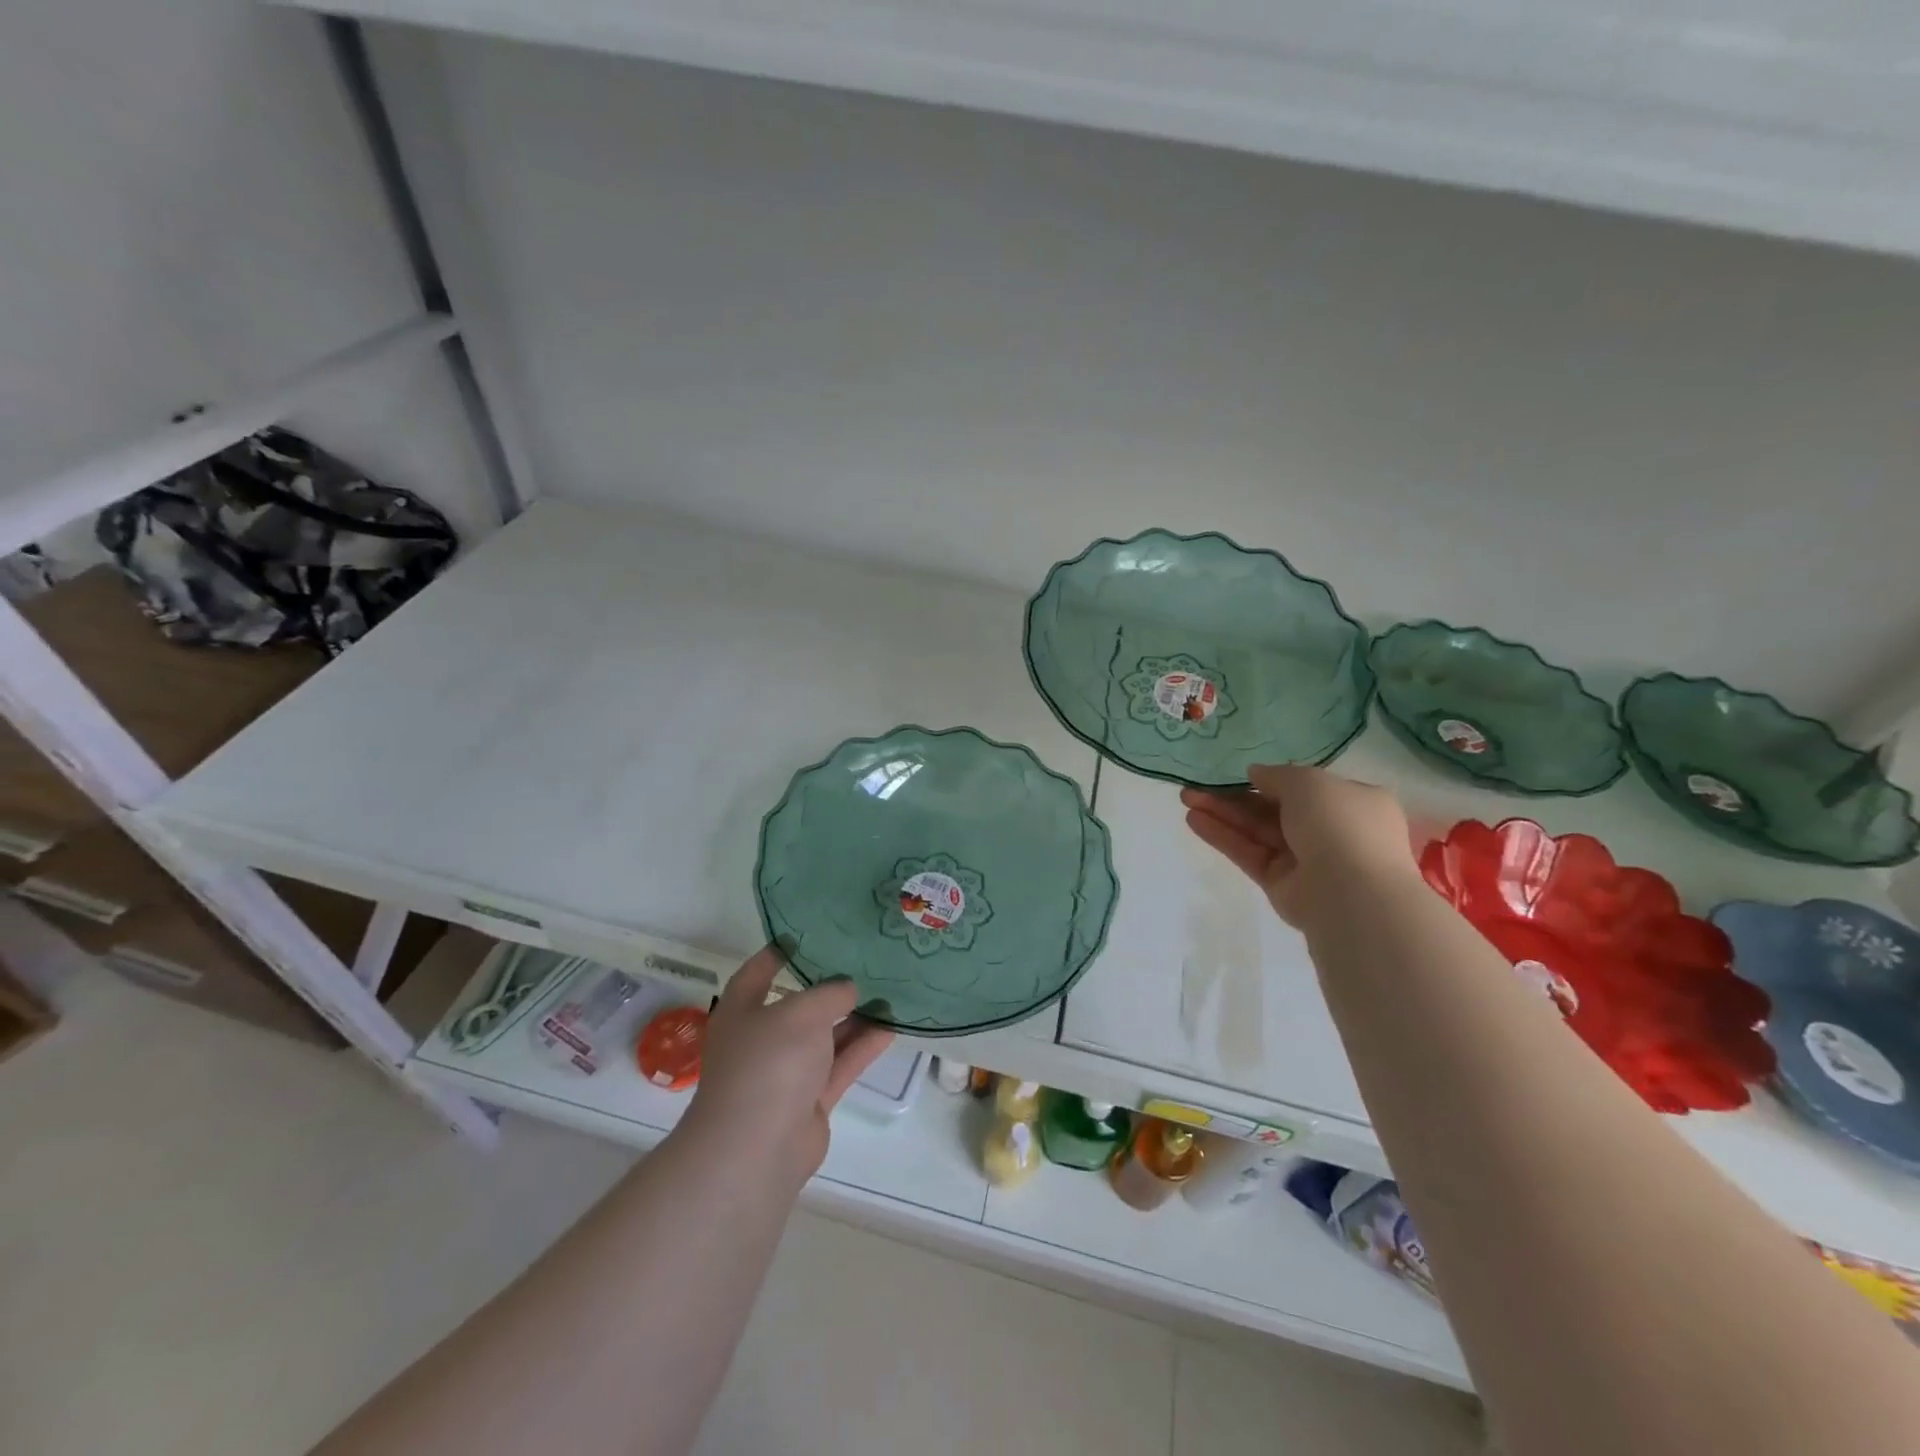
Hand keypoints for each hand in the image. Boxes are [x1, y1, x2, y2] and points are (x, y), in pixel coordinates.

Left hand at [682, 946, 894, 1187]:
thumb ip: (830, 993)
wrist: (757, 1150)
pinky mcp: (810, 1100)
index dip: (782, 951)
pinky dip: (863, 1047)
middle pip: (799, 1004)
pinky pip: (840, 1064)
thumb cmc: (768, 1063)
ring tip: (888, 991)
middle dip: (829, 985)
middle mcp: (762, 1038)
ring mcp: (786, 1072)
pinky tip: (891, 1028)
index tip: (813, 932)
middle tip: (865, 960)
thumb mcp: (801, 1012)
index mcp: (742, 1010)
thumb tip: (849, 989)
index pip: (759, 971)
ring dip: (854, 1017)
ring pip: (825, 1036)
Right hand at [1181, 763, 1419, 929]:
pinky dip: (1223, 837)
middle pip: (1273, 809)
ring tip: (1185, 798)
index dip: (1272, 780)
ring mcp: (1305, 859)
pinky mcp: (1280, 884)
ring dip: (1222, 813)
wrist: (1351, 891)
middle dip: (1235, 796)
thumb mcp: (1308, 782)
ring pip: (1257, 831)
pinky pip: (1249, 854)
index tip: (1240, 773)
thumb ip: (1277, 775)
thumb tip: (1255, 773)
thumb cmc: (1338, 823)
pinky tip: (1194, 820)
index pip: (1307, 789)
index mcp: (1351, 803)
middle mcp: (1329, 831)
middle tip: (1197, 786)